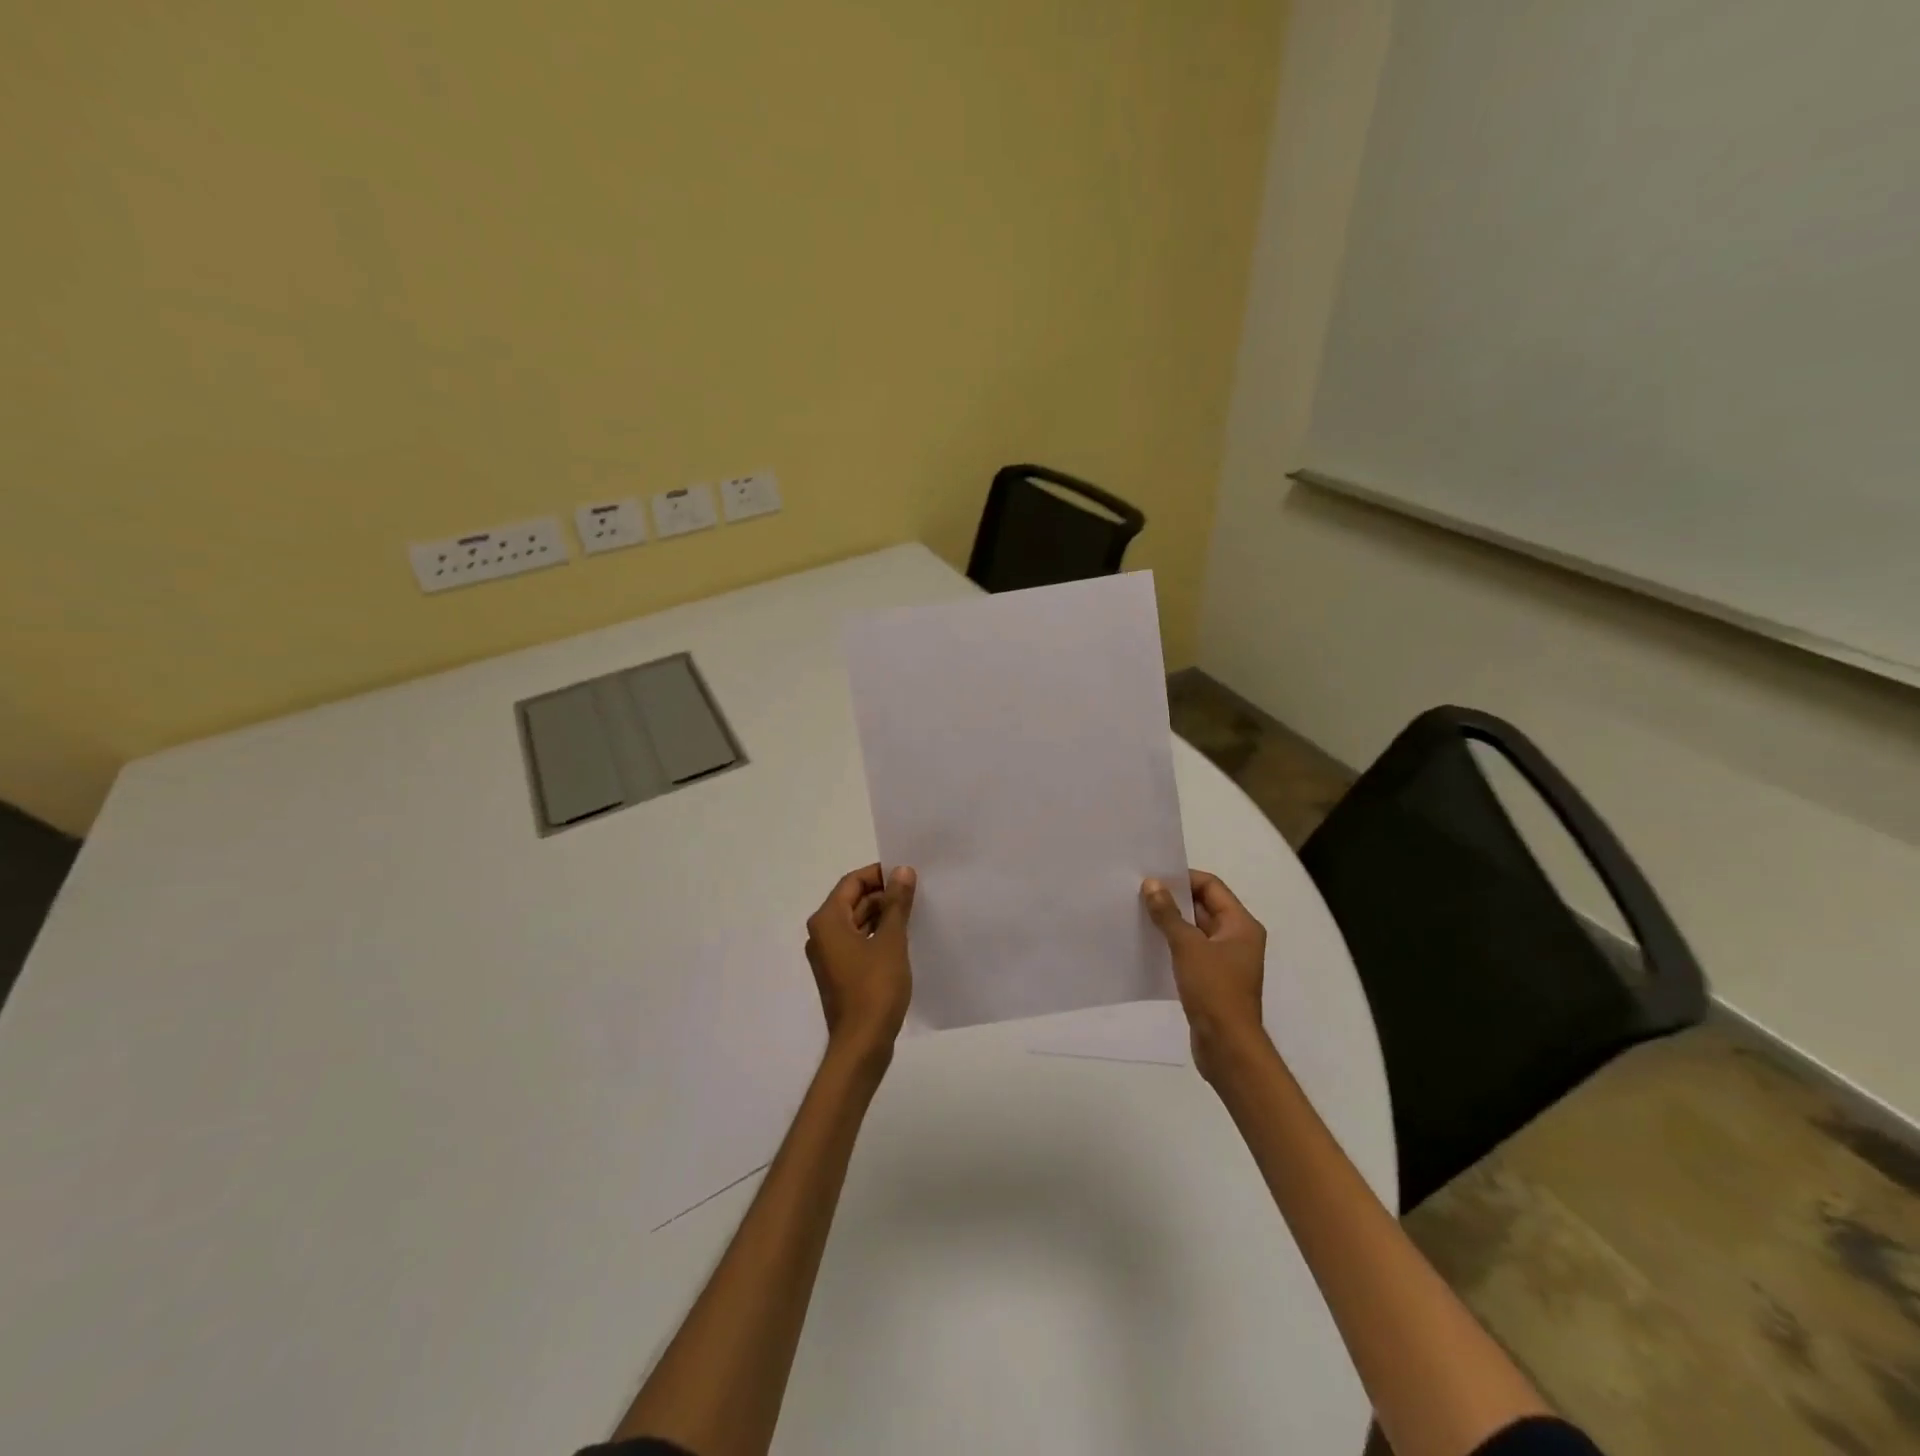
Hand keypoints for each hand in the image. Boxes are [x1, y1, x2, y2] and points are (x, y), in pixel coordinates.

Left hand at [805, 863, 916, 1067]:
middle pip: (852, 901)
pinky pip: (859, 942)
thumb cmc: (875, 988)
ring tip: (915, 911)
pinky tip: (904, 937)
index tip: (907, 874)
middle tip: (917, 891)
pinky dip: (878, 935)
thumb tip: (903, 871)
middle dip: (883, 894)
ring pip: (857, 923)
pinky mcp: (840, 974)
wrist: (862, 1044)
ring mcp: (829, 956)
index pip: (852, 882)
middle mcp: (822, 934)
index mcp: (827, 921)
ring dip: (882, 915)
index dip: (879, 874)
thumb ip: (897, 904)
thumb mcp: (891, 941)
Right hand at [1142, 870, 1268, 1082]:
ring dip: (1171, 923)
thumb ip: (1168, 914)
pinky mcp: (1213, 980)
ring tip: (1139, 916)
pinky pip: (1191, 952)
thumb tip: (1152, 884)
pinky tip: (1149, 945)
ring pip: (1195, 931)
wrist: (1227, 1046)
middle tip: (1140, 893)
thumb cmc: (1214, 990)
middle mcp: (1238, 938)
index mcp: (1241, 925)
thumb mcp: (1188, 947)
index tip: (1153, 878)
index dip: (1183, 878)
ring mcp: (1226, 961)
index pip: (1211, 886)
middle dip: (1174, 900)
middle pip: (1204, 907)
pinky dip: (1173, 945)